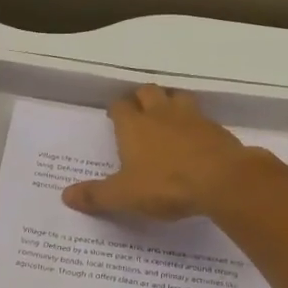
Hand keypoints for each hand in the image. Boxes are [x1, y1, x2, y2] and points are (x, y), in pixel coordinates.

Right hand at [61, 84, 261, 219]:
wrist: (222, 180)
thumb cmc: (166, 184)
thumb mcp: (124, 196)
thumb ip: (96, 196)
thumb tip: (65, 196)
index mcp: (134, 125)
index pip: (119, 105)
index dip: (116, 109)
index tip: (114, 117)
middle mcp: (160, 113)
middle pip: (148, 91)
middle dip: (142, 98)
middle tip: (139, 113)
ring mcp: (192, 117)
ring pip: (178, 96)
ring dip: (171, 102)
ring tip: (168, 117)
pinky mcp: (216, 129)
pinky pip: (202, 117)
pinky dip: (196, 123)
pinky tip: (196, 138)